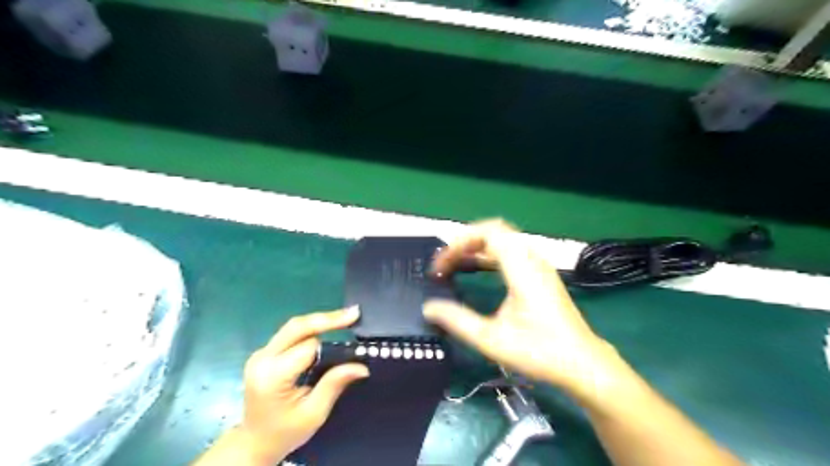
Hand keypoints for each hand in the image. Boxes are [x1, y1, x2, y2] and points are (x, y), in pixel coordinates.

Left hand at [241, 308, 368, 464]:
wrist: (254, 443)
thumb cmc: (285, 432)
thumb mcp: (313, 413)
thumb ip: (334, 384)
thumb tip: (361, 366)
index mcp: (272, 376)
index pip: (307, 348)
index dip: (332, 343)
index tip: (355, 338)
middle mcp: (262, 359)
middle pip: (297, 327)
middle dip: (327, 318)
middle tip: (354, 313)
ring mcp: (261, 354)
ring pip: (294, 327)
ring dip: (320, 321)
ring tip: (346, 317)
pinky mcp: (265, 353)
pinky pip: (291, 334)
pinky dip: (312, 328)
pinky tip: (329, 326)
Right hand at [425, 220, 618, 398]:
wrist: (583, 364)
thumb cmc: (539, 351)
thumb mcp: (491, 339)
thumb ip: (457, 320)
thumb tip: (429, 307)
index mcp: (521, 268)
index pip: (487, 233)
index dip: (458, 243)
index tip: (441, 266)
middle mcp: (532, 259)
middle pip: (495, 231)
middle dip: (465, 241)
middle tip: (446, 262)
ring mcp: (539, 265)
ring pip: (504, 240)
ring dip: (477, 247)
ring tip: (456, 264)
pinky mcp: (541, 274)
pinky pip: (511, 251)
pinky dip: (490, 254)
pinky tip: (478, 270)